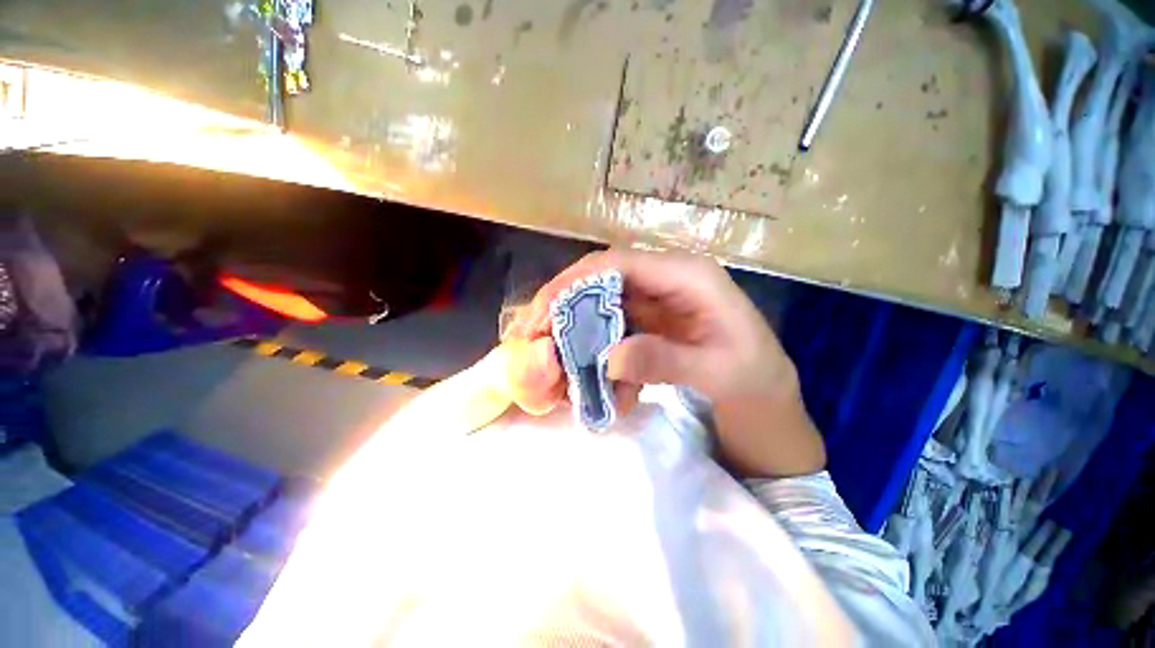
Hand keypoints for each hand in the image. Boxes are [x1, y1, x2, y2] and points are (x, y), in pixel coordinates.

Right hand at [506, 249, 824, 477]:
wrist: (770, 400)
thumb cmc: (756, 383)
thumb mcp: (719, 374)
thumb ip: (666, 361)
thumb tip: (610, 356)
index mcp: (687, 275)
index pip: (617, 263)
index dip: (574, 281)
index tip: (543, 312)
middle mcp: (667, 279)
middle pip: (602, 280)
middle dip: (565, 305)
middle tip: (534, 335)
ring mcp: (657, 301)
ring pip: (602, 304)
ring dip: (577, 330)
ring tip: (553, 357)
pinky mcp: (651, 322)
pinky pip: (612, 327)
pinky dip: (596, 348)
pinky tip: (592, 372)